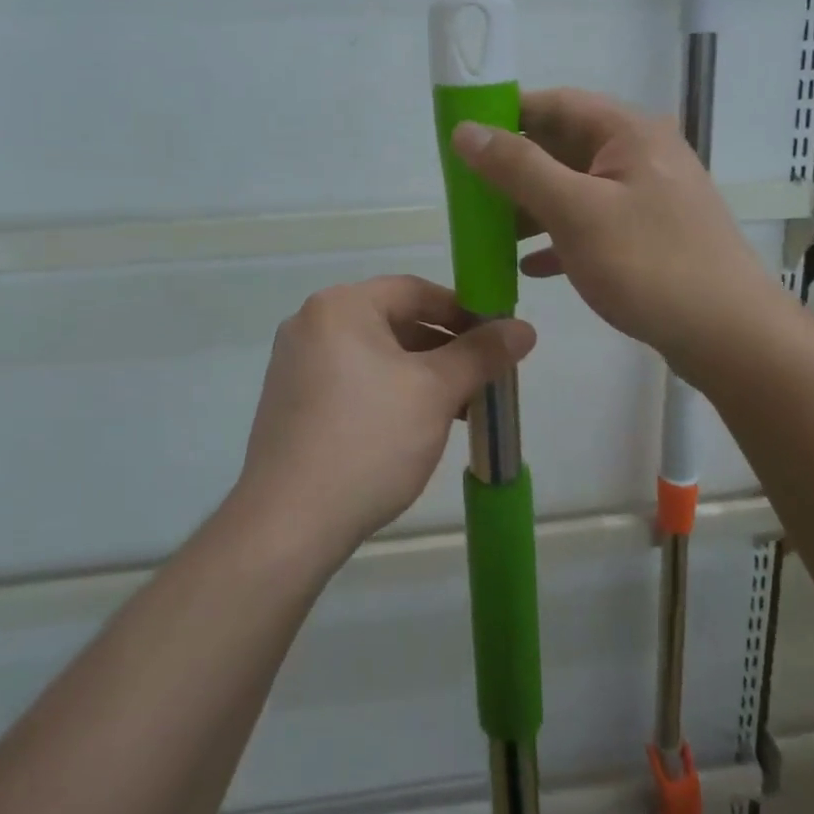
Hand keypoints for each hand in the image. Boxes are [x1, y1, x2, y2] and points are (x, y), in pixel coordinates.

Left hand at [235, 276, 536, 563]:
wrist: (288, 522)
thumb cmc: (369, 440)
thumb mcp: (435, 392)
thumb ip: (481, 354)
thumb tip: (524, 328)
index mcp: (340, 307)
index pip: (414, 290)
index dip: (462, 310)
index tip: (497, 338)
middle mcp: (311, 324)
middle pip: (393, 321)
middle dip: (444, 348)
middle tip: (483, 377)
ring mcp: (296, 365)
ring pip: (375, 355)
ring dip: (421, 374)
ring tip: (459, 407)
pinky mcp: (292, 402)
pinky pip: (352, 380)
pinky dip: (389, 392)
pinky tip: (416, 426)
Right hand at [451, 88, 781, 375]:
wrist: (730, 337)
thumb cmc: (649, 264)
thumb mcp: (575, 211)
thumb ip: (518, 167)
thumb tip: (465, 130)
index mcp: (629, 133)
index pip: (556, 103)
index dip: (506, 113)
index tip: (463, 136)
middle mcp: (641, 155)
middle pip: (564, 145)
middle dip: (515, 166)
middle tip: (468, 189)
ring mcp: (648, 197)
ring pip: (576, 187)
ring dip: (532, 205)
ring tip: (489, 231)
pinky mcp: (650, 235)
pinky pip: (593, 223)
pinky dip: (559, 237)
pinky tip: (530, 266)